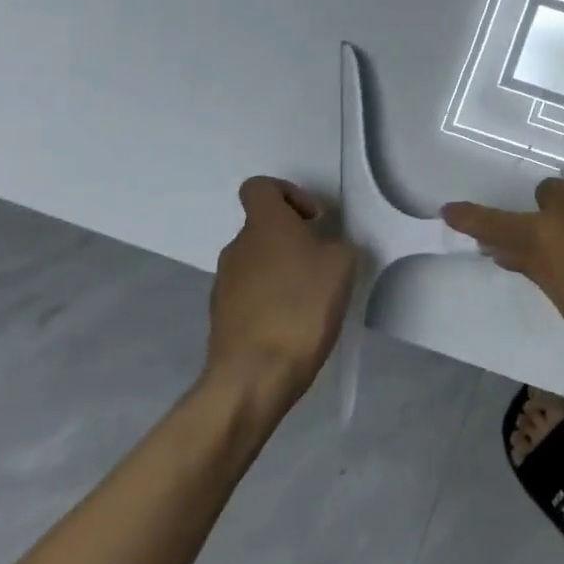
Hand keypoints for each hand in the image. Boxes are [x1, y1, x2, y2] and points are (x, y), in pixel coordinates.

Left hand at [205, 177, 356, 413]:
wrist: (255, 375)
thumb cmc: (302, 306)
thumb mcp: (342, 264)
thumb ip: (335, 246)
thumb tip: (324, 251)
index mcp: (264, 225)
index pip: (260, 187)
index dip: (289, 193)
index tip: (314, 219)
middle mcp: (237, 248)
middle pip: (263, 228)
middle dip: (293, 239)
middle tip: (322, 263)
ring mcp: (224, 284)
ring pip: (258, 262)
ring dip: (283, 270)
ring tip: (312, 298)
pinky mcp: (221, 318)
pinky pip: (251, 294)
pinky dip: (272, 299)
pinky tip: (294, 323)